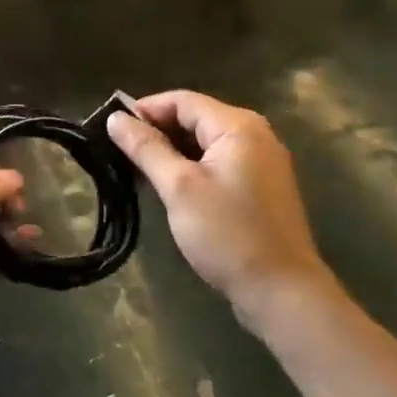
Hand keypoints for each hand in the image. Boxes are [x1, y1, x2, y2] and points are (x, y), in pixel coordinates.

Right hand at [108, 91, 328, 317]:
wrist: (284, 295)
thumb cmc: (228, 235)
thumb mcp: (179, 188)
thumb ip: (146, 148)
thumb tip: (115, 118)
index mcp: (238, 126)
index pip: (182, 100)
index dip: (145, 109)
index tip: (113, 129)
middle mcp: (255, 134)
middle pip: (195, 118)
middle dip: (157, 131)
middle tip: (121, 152)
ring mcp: (262, 162)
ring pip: (206, 142)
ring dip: (173, 152)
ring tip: (139, 171)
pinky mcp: (262, 188)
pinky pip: (219, 163)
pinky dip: (193, 168)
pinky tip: (170, 188)